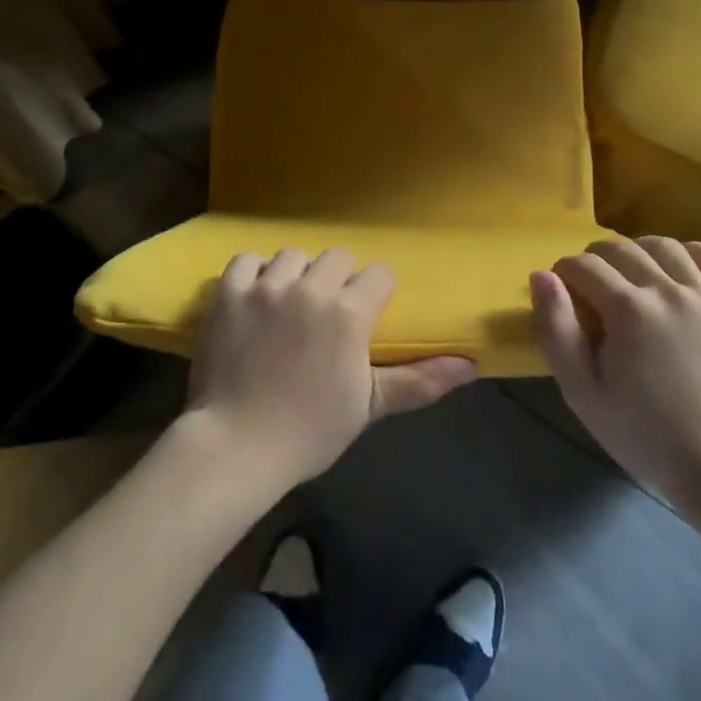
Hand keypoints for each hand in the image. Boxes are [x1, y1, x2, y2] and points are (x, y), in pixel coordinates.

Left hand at [185, 247, 476, 490]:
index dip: (377, 291)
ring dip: (296, 273)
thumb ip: (419, 380)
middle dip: (339, 278)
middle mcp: (310, 288)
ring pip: (292, 254)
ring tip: (289, 302)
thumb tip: (471, 367)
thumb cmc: (310, 430)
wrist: (237, 446)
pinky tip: (255, 296)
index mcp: (349, 314)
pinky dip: (253, 273)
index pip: (379, 273)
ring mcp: (266, 287)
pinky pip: (247, 260)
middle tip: (327, 310)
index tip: (368, 312)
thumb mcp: (369, 406)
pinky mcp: (229, 292)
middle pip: (337, 256)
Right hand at [531, 237, 700, 512]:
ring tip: (631, 277)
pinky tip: (678, 271)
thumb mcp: (582, 391)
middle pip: (619, 248)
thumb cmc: (642, 432)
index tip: (564, 296)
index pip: (582, 265)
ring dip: (637, 251)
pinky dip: (693, 253)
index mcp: (628, 310)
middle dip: (594, 261)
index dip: (563, 274)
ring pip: (663, 245)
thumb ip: (555, 330)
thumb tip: (541, 276)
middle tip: (592, 290)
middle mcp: (668, 291)